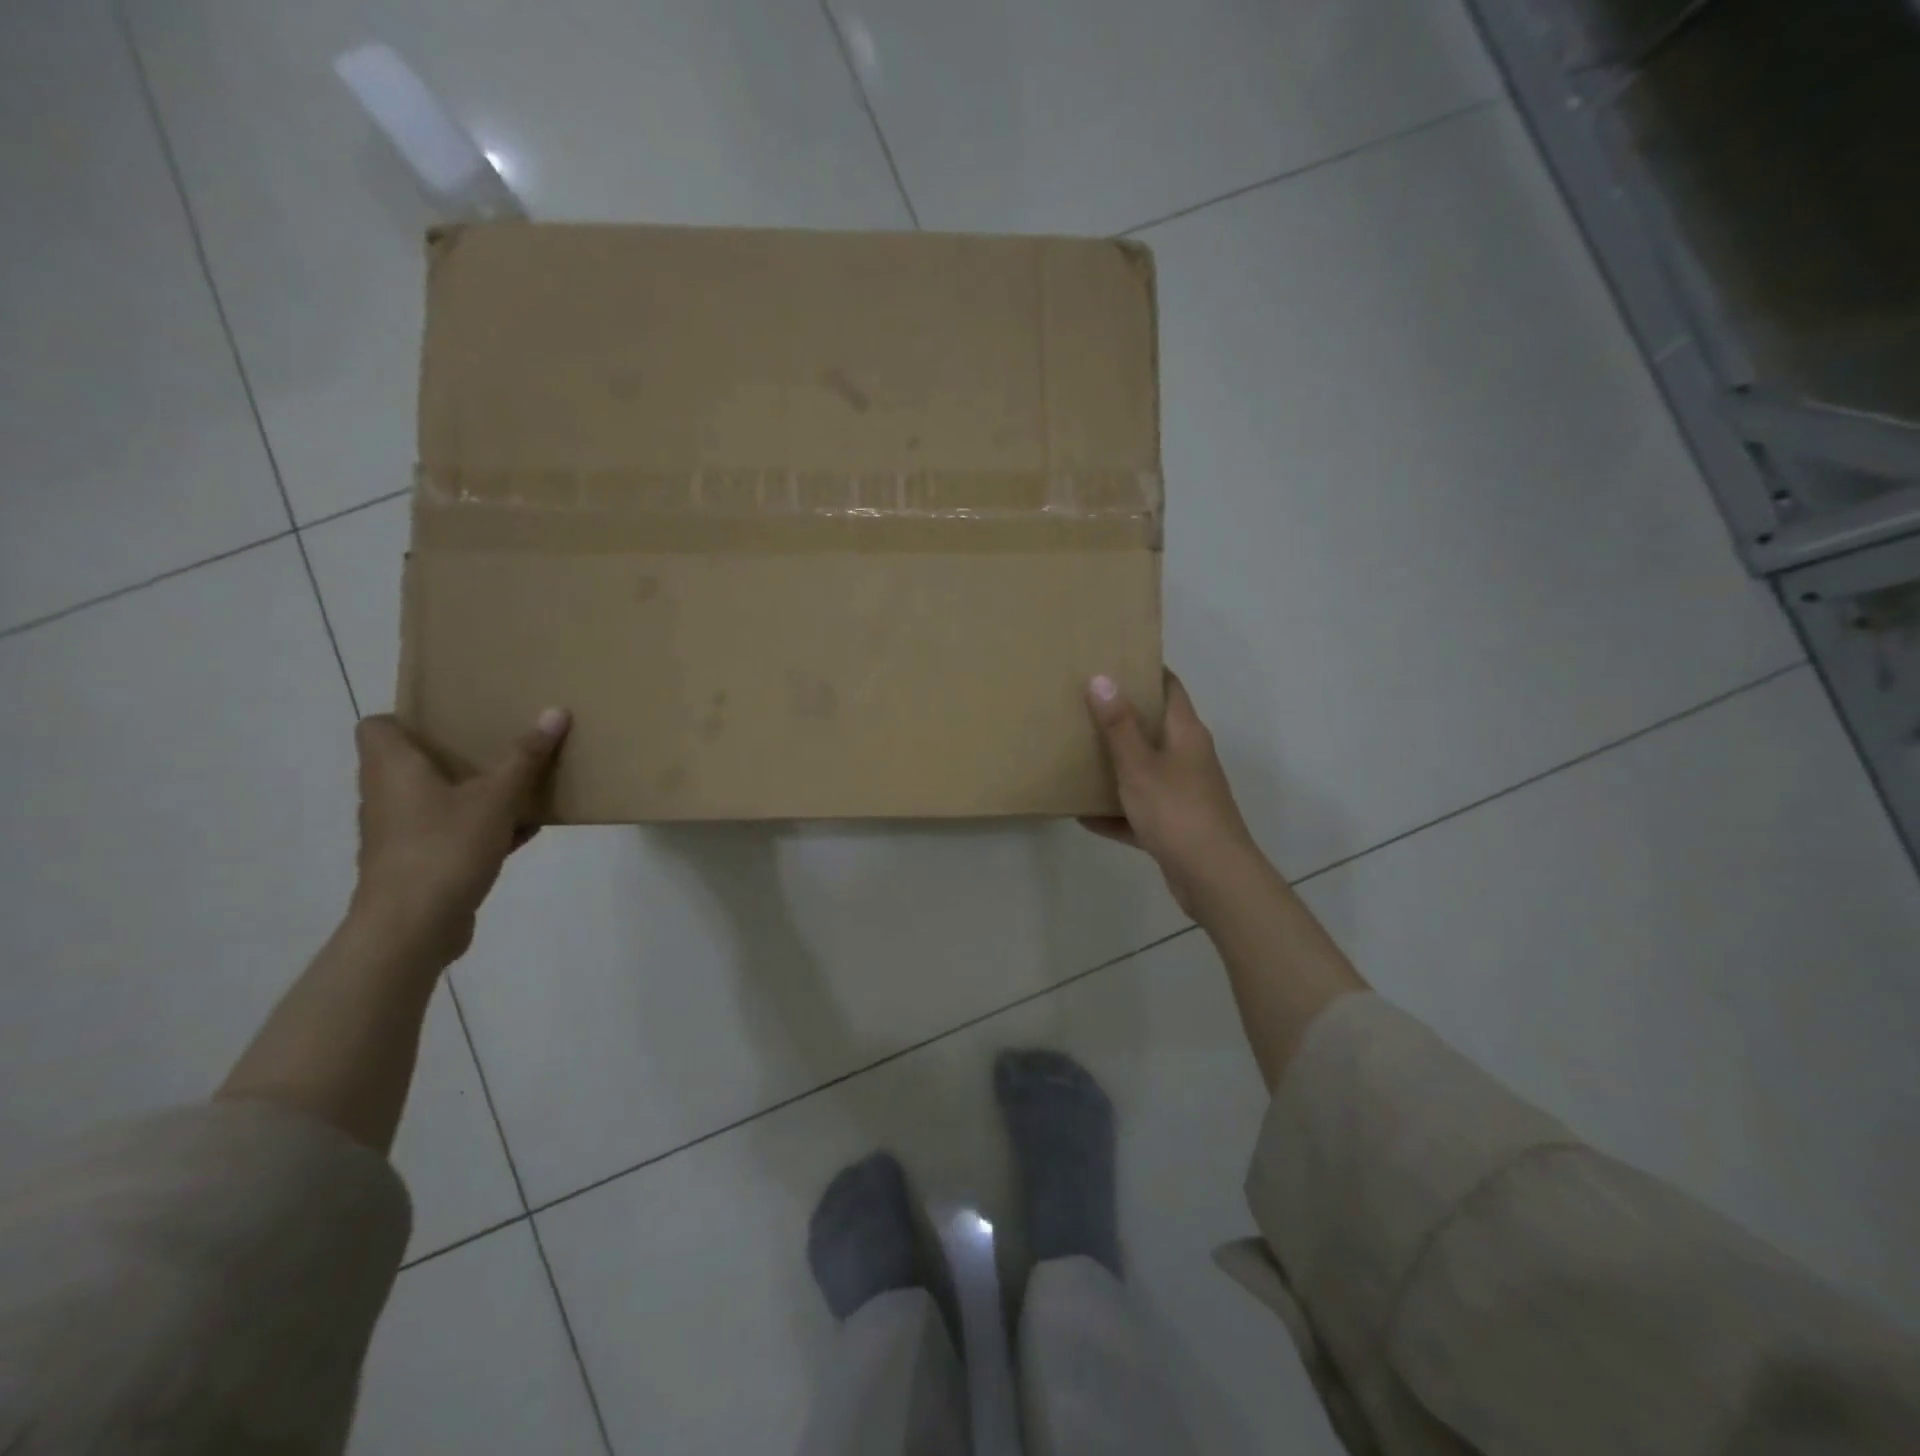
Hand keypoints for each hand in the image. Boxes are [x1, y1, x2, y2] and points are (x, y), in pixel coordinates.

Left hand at [349, 709, 570, 962]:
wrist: (412, 928)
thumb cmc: (445, 848)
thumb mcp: (496, 798)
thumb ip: (525, 757)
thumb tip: (555, 712)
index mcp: (393, 768)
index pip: (377, 726)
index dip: (408, 718)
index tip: (452, 718)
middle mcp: (387, 796)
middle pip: (411, 761)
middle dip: (454, 753)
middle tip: (496, 743)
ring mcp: (399, 833)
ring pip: (435, 798)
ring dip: (472, 792)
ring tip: (517, 784)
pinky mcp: (417, 863)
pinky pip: (451, 831)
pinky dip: (481, 827)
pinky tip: (523, 830)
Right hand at [1082, 672, 1261, 918]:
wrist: (1213, 878)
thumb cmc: (1177, 812)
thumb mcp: (1139, 766)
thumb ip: (1118, 725)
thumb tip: (1102, 677)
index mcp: (1186, 733)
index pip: (1169, 687)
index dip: (1143, 670)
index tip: (1109, 660)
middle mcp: (1188, 757)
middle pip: (1154, 727)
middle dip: (1120, 716)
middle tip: (1080, 704)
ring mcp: (1183, 792)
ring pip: (1145, 769)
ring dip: (1115, 764)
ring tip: (1076, 752)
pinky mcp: (1174, 825)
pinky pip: (1138, 809)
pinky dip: (1115, 810)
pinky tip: (1082, 814)